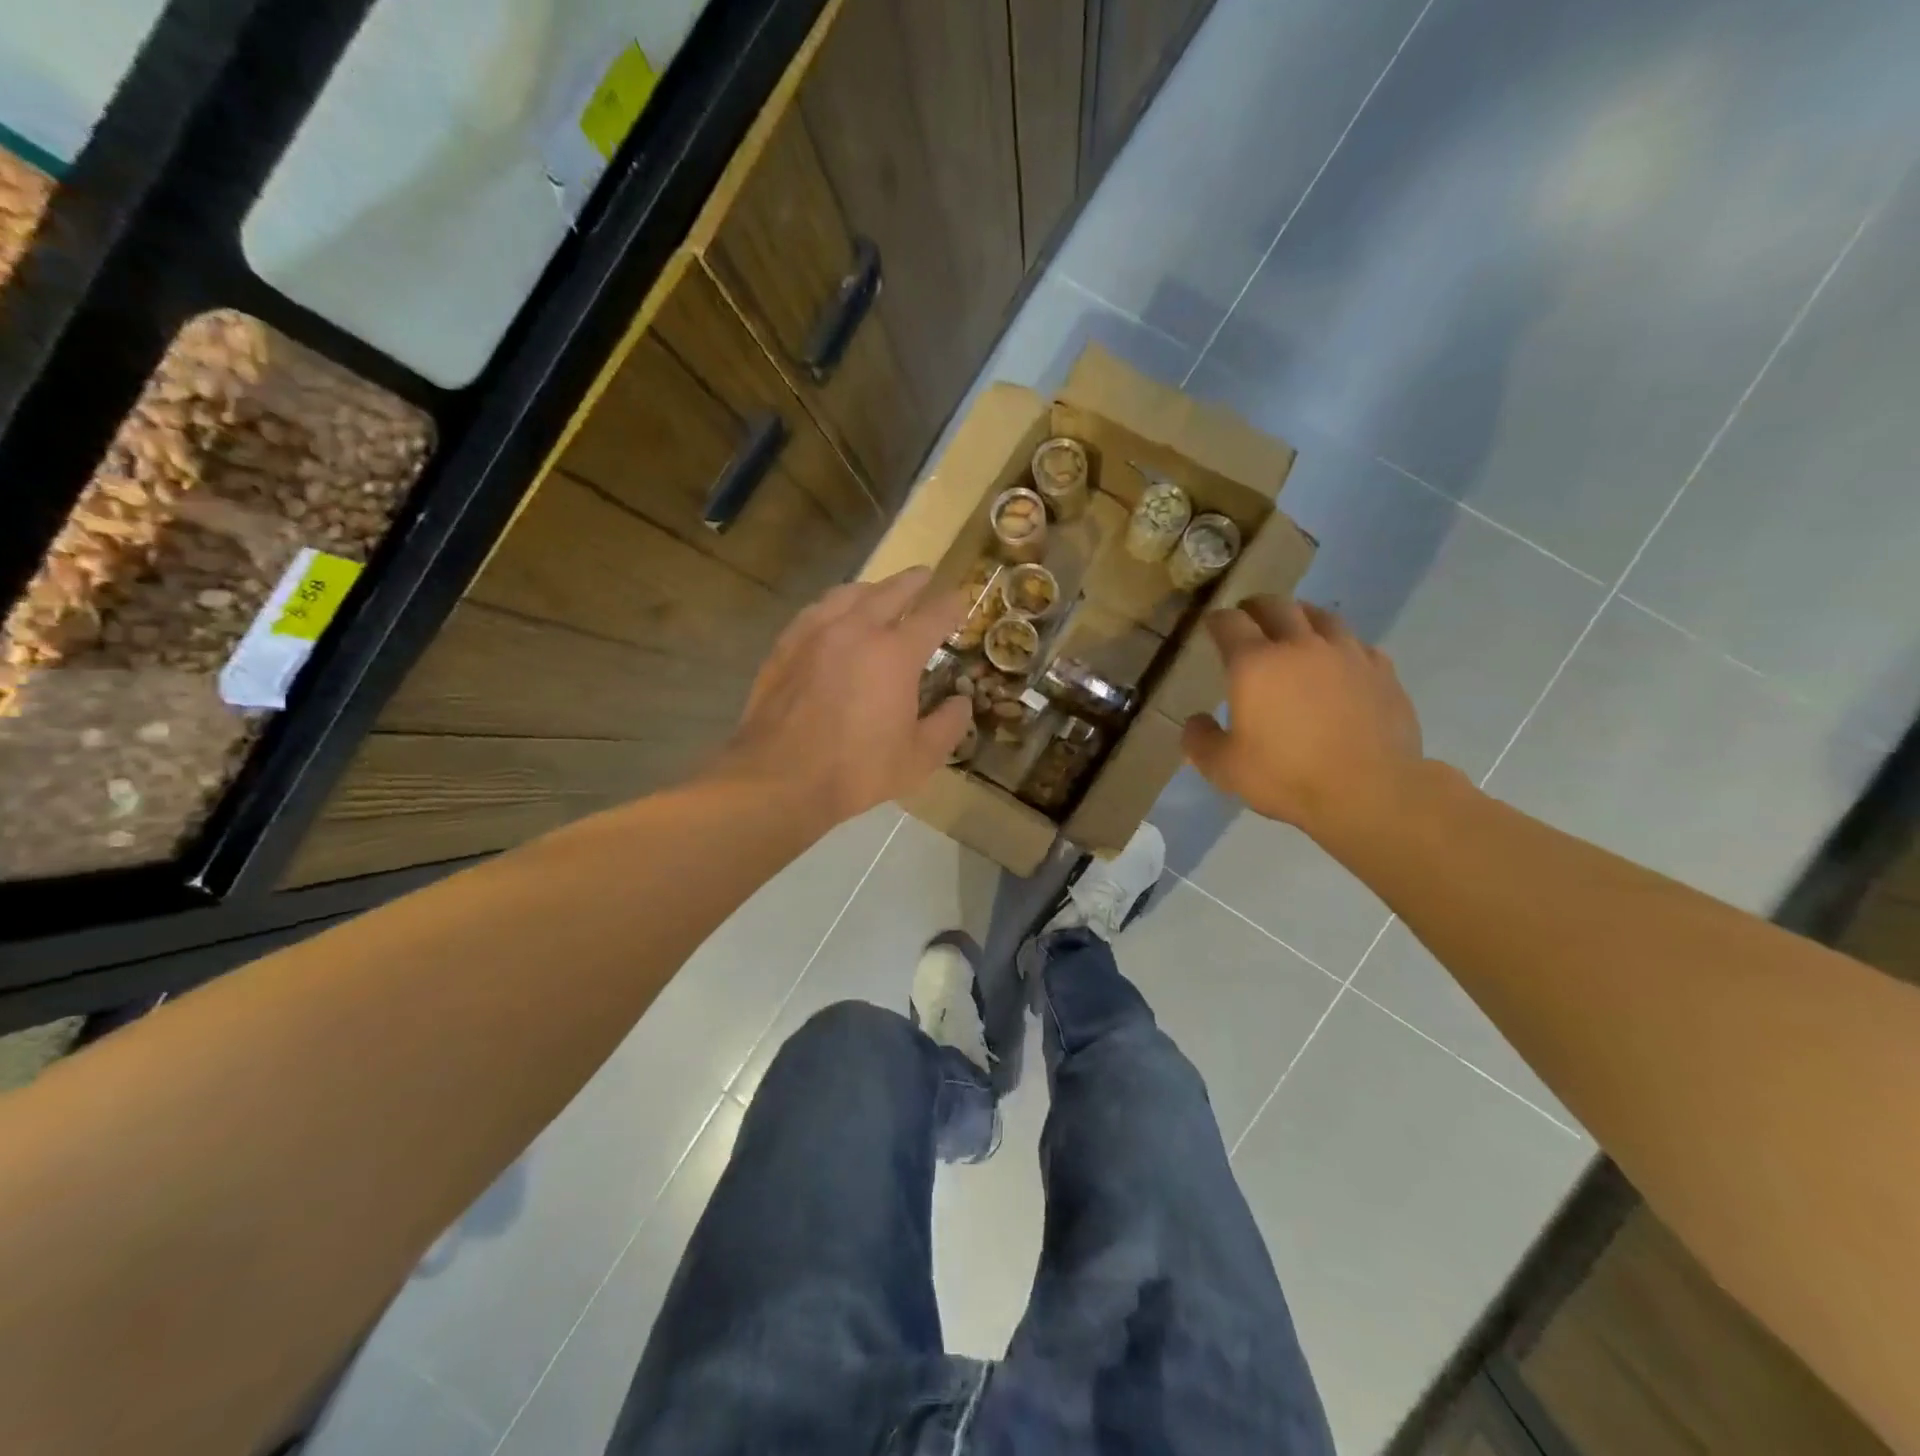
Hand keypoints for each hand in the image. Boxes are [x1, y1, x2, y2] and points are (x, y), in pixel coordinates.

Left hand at [719, 568, 971, 825]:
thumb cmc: (855, 771)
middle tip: (924, 576)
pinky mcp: (785, 646)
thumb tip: (961, 702)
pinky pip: (816, 610)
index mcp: (895, 654)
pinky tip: (833, 614)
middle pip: (890, 592)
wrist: (778, 779)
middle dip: (912, 582)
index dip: (951, 605)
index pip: (932, 616)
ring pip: (848, 594)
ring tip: (880, 590)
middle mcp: (856, 630)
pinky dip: (834, 604)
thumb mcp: (918, 758)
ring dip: (872, 588)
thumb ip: (948, 725)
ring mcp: (815, 634)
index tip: (961, 600)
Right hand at [1183, 597, 1424, 843]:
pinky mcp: (1381, 671)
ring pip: (1321, 616)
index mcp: (1255, 664)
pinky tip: (1338, 661)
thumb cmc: (1286, 776)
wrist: (1370, 791)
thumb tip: (1196, 721)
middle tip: (1248, 617)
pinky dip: (1339, 645)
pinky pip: (1356, 644)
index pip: (1229, 623)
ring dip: (1300, 616)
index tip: (1211, 626)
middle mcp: (1299, 646)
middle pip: (1276, 606)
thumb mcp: (1224, 769)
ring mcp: (1346, 654)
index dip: (1216, 621)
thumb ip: (1201, 741)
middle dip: (1256, 607)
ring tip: (1294, 629)